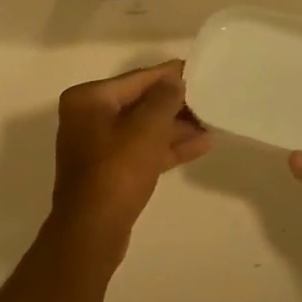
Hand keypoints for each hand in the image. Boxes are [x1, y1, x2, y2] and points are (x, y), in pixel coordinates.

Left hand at [51, 61, 211, 246]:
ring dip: (176, 126)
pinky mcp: (110, 171)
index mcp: (88, 99)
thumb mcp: (146, 129)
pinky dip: (167, 147)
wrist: (93, 231)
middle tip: (210, 99)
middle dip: (175, 104)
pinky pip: (142, 150)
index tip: (198, 70)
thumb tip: (175, 80)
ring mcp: (98, 145)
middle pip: (140, 102)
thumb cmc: (117, 172)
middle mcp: (88, 117)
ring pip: (143, 128)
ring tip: (212, 122)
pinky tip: (202, 145)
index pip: (137, 79)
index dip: (170, 75)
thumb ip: (164, 98)